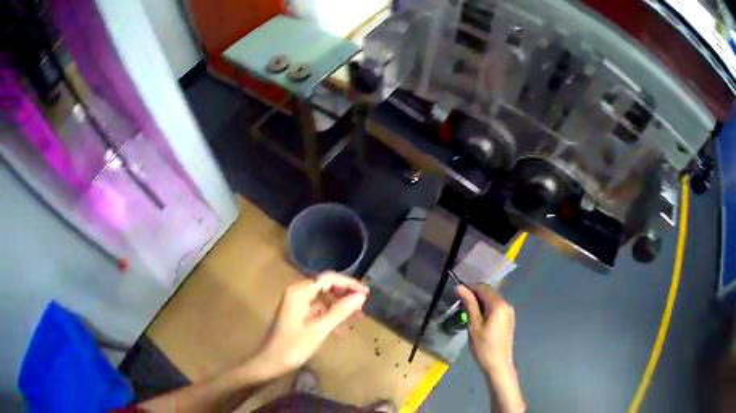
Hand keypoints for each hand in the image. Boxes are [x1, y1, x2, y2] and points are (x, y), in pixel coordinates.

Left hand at [248, 272, 368, 378]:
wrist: (270, 362)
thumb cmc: (293, 347)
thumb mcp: (319, 330)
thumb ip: (340, 311)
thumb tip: (360, 296)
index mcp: (299, 292)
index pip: (328, 279)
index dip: (349, 284)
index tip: (366, 293)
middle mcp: (297, 293)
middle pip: (326, 286)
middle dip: (345, 295)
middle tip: (362, 308)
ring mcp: (296, 303)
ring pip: (323, 298)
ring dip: (339, 307)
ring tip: (355, 319)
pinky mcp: (297, 314)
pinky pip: (318, 309)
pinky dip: (330, 316)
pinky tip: (339, 330)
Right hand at [456, 283, 514, 371]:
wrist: (498, 364)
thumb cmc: (483, 346)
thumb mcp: (474, 325)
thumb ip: (469, 304)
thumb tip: (459, 287)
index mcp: (498, 304)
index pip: (483, 287)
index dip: (470, 288)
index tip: (457, 294)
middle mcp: (506, 304)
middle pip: (489, 292)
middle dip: (475, 294)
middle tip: (460, 304)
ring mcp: (509, 311)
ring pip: (492, 299)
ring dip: (480, 301)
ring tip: (467, 311)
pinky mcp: (508, 318)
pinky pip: (496, 307)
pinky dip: (486, 308)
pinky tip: (478, 317)